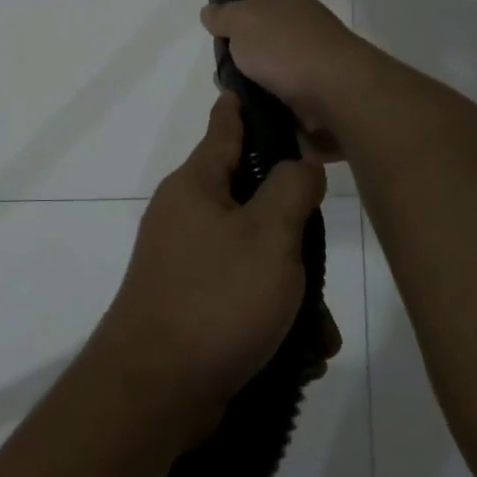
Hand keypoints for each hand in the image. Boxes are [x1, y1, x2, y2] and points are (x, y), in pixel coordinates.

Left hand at [94, 92, 327, 436]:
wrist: (155, 390)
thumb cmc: (216, 299)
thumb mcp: (269, 236)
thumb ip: (291, 189)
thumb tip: (297, 163)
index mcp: (196, 186)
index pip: (224, 127)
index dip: (244, 106)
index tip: (258, 85)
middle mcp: (186, 216)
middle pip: (252, 201)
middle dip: (294, 234)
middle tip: (320, 258)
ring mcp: (185, 262)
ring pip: (255, 257)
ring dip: (291, 291)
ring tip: (316, 333)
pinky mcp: (191, 305)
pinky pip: (243, 297)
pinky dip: (272, 320)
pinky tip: (298, 354)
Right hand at [199, 0, 375, 160]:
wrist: (336, 89)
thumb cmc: (284, 47)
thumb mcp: (242, 23)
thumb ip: (224, 16)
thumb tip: (212, 11)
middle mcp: (297, 19)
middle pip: (265, 14)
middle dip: (244, 20)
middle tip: (220, 31)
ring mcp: (308, 51)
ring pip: (270, 51)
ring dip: (250, 61)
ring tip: (225, 75)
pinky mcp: (312, 83)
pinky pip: (277, 81)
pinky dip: (261, 86)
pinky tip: (246, 97)